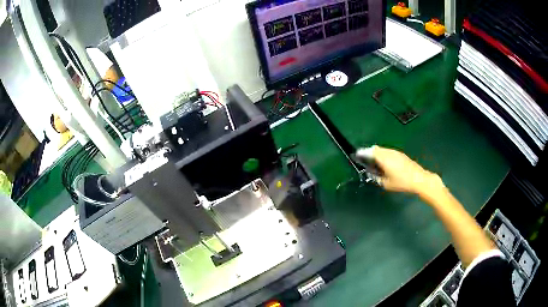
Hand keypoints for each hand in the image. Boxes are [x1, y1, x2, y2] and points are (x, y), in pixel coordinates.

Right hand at [356, 146, 442, 194]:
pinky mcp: (401, 154)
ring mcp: (396, 152)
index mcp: (384, 158)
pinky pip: (389, 152)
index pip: (370, 152)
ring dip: (377, 153)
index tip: (357, 154)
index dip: (362, 152)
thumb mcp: (386, 184)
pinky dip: (384, 154)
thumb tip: (372, 174)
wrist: (419, 179)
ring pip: (383, 149)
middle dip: (369, 152)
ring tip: (374, 161)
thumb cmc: (401, 182)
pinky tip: (385, 163)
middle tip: (365, 159)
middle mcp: (389, 152)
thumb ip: (377, 178)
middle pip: (376, 148)